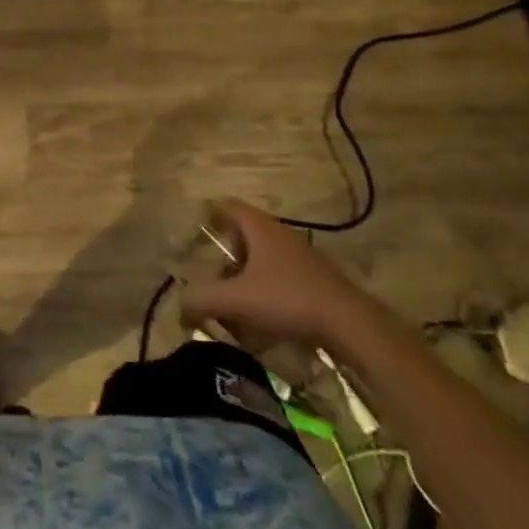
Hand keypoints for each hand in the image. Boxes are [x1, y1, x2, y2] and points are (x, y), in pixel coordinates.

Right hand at [178, 199, 377, 349]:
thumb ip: (203, 300)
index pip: (227, 205)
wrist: (350, 323)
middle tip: (213, 274)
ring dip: (248, 271)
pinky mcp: (316, 276)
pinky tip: (266, 314)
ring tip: (237, 298)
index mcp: (259, 227)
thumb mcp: (238, 300)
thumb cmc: (289, 299)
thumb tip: (178, 306)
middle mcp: (280, 232)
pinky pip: (283, 272)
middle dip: (227, 251)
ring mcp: (302, 253)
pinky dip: (268, 285)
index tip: (195, 234)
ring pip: (265, 254)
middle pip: (244, 231)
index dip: (208, 215)